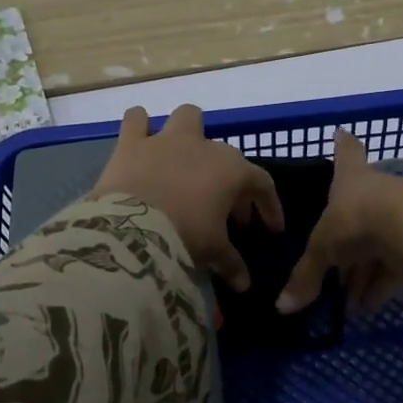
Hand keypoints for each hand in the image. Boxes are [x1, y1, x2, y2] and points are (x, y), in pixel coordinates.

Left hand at [91, 105, 282, 289]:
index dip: (269, 207)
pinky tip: (142, 140)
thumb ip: (232, 264)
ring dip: (190, 133)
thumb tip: (244, 284)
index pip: (262, 184)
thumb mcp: (213, 252)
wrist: (132, 229)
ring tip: (185, 160)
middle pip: (227, 157)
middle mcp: (203, 146)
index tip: (270, 229)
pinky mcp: (132, 143)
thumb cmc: (185, 236)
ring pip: (188, 117)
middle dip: (230, 183)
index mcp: (231, 171)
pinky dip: (140, 126)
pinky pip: (136, 120)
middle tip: (225, 213)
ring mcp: (167, 140)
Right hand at [277, 131, 402, 313]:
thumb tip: (281, 307)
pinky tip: (370, 306)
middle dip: (348, 243)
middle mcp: (378, 190)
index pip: (346, 155)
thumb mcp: (323, 250)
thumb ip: (306, 276)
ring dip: (364, 274)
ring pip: (380, 243)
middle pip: (361, 212)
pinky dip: (383, 284)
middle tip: (333, 272)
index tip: (343, 132)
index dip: (344, 146)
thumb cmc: (358, 220)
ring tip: (352, 304)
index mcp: (351, 179)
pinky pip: (398, 263)